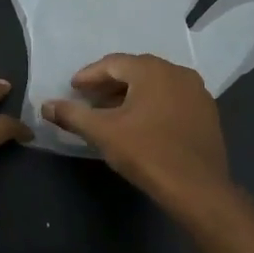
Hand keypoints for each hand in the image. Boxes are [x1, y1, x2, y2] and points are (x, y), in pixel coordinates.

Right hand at [42, 54, 233, 205]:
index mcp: (152, 70)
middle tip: (89, 98)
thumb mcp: (103, 133)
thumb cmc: (147, 153)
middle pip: (136, 71)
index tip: (73, 88)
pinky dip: (152, 104)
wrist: (197, 188)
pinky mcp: (207, 113)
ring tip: (112, 112)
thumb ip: (72, 115)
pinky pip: (172, 99)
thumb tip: (46, 106)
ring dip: (131, 94)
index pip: (113, 64)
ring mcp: (197, 92)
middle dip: (110, 83)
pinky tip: (142, 123)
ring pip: (156, 85)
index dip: (89, 75)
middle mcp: (178, 72)